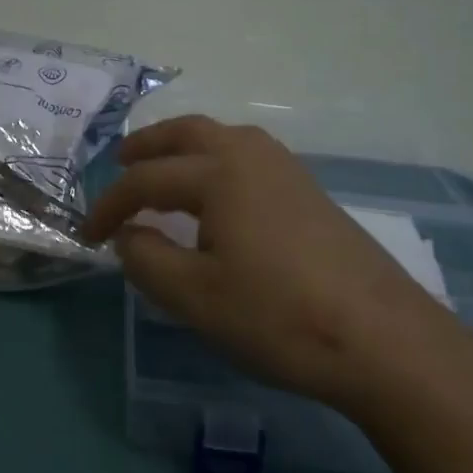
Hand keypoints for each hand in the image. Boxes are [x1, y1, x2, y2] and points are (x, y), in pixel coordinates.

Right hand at [82, 115, 453, 406]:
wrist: (385, 340)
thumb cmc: (279, 316)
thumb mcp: (195, 297)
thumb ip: (146, 260)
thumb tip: (127, 235)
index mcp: (217, 172)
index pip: (145, 180)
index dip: (109, 206)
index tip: (87, 234)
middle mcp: (249, 155)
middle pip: (186, 132)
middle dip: (147, 145)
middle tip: (120, 162)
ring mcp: (286, 169)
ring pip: (221, 138)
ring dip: (183, 147)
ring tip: (164, 173)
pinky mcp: (309, 191)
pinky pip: (247, 157)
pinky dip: (215, 160)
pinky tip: (217, 197)